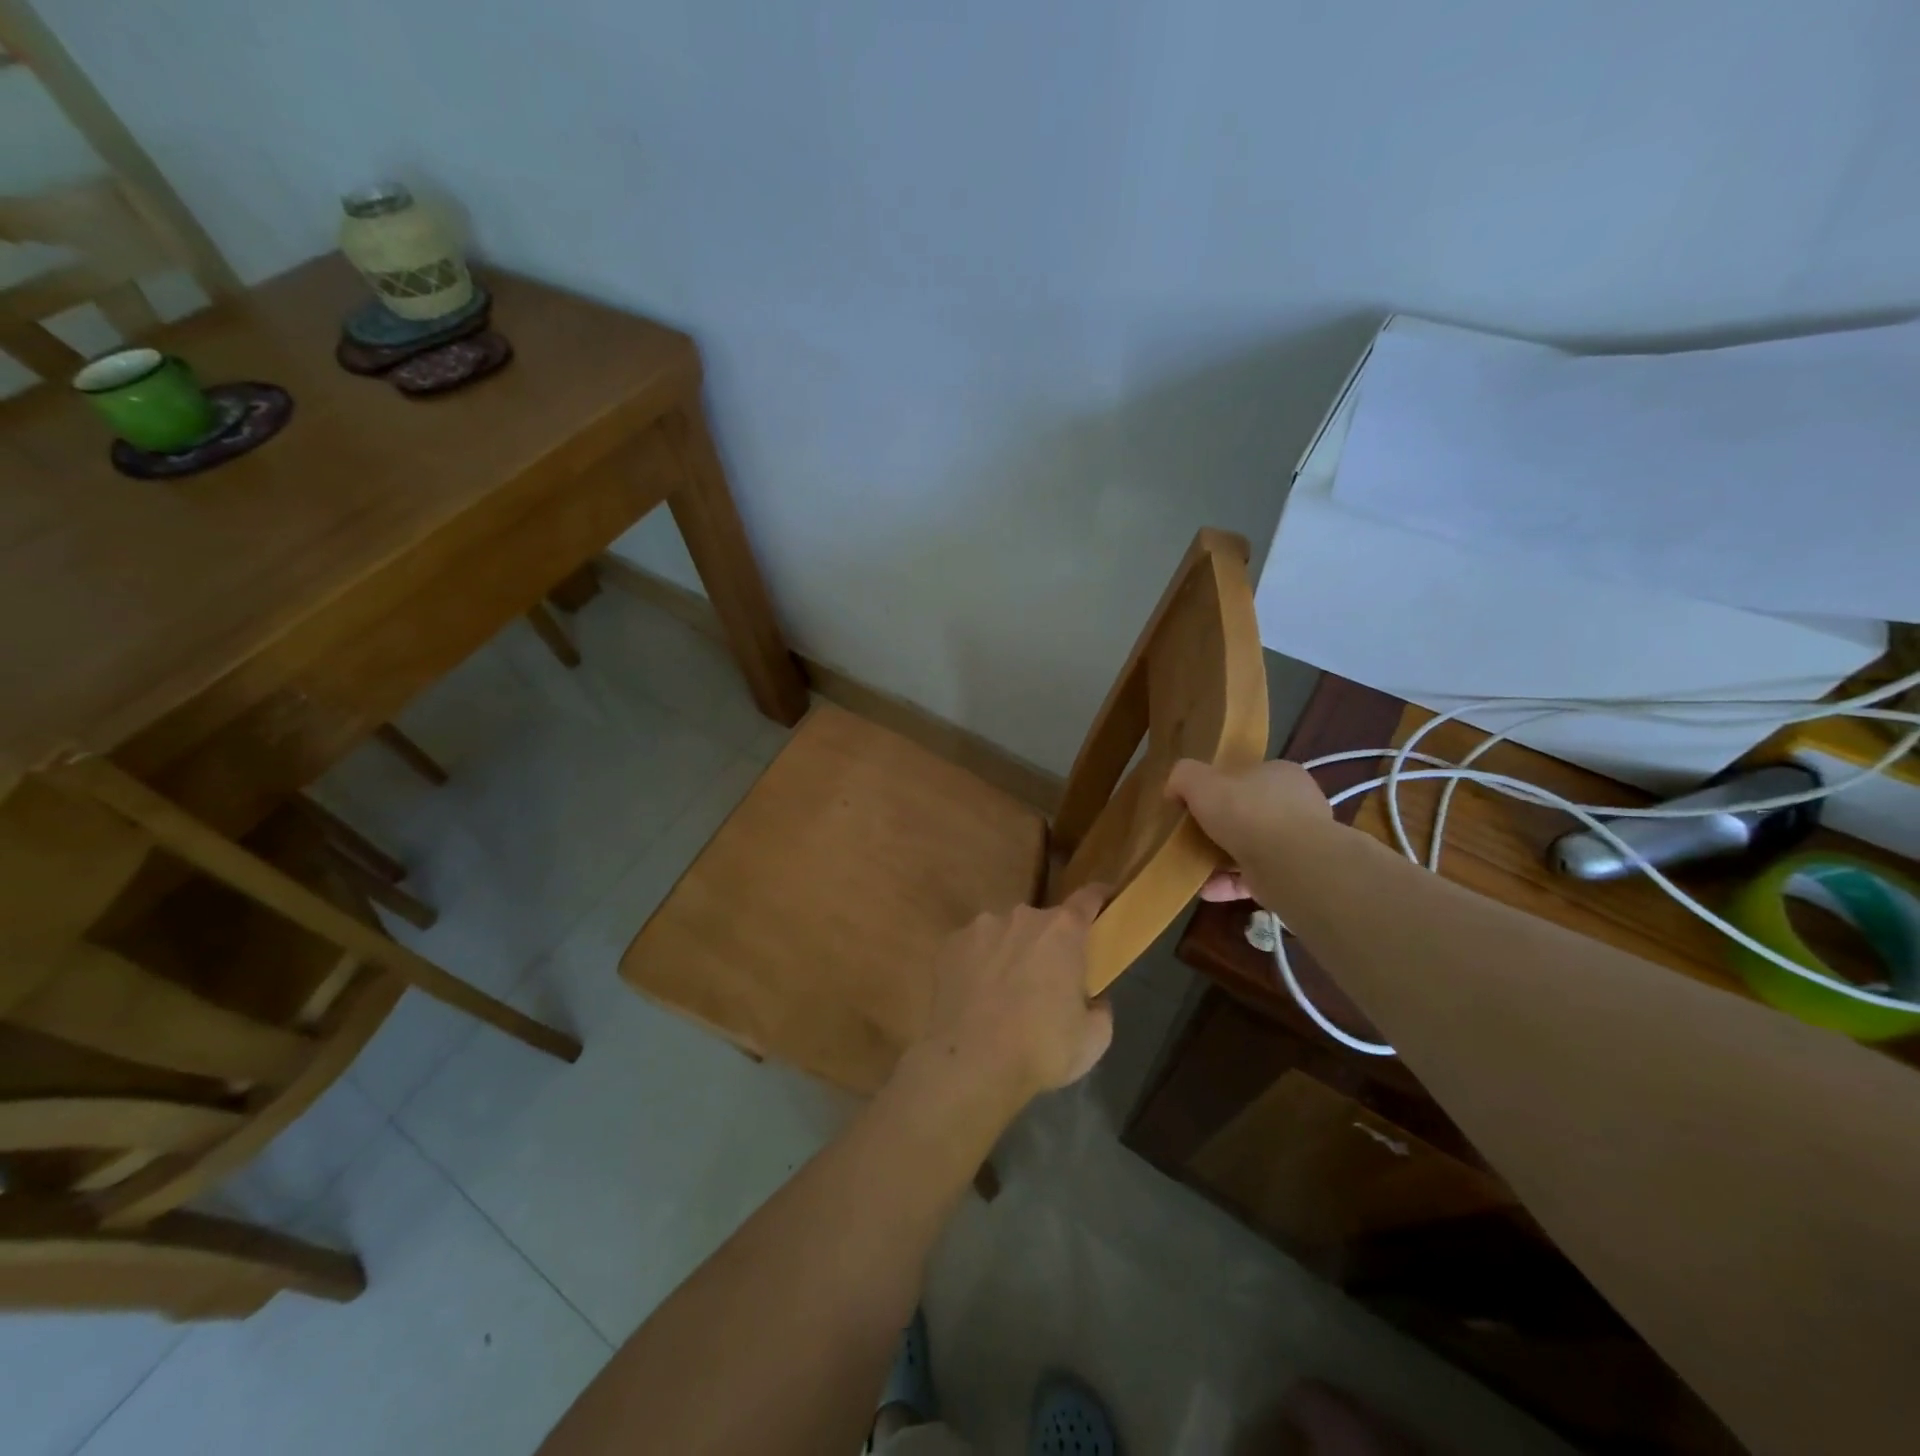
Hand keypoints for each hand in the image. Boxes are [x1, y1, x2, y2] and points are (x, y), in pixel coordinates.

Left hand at [906, 886, 1113, 1105]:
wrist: (971, 1064)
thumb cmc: (1041, 1048)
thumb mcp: (1093, 1038)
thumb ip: (1099, 1008)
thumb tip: (1093, 1000)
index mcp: (1062, 931)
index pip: (1087, 899)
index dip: (1098, 897)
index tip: (1104, 898)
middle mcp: (1021, 917)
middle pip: (1042, 923)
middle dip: (1047, 945)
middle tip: (1046, 982)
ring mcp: (981, 927)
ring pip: (1004, 934)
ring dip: (1010, 954)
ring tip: (1003, 994)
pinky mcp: (950, 945)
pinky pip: (973, 949)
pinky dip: (978, 965)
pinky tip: (976, 997)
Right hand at [1167, 758, 1334, 903]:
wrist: (1290, 864)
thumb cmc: (1247, 811)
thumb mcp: (1201, 781)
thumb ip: (1183, 776)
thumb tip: (1174, 788)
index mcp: (1280, 775)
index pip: (1247, 776)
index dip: (1220, 787)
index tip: (1195, 802)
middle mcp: (1296, 806)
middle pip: (1249, 813)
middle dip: (1220, 827)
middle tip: (1192, 836)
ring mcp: (1298, 843)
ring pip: (1251, 849)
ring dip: (1221, 859)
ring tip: (1192, 866)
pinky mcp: (1294, 876)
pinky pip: (1254, 878)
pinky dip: (1228, 884)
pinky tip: (1205, 889)